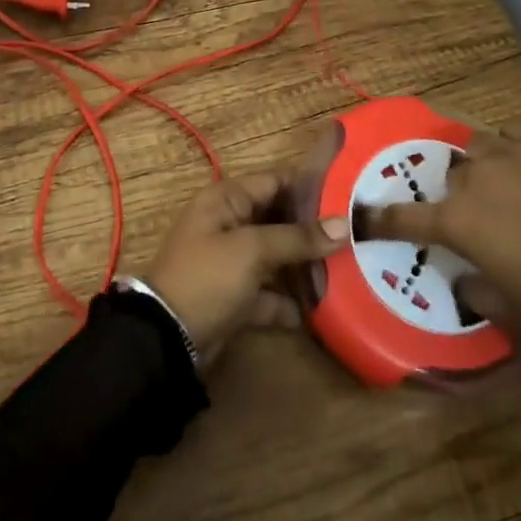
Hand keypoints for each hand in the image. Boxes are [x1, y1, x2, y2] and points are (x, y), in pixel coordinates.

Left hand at [140, 172, 349, 364]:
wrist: (166, 338)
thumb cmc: (207, 277)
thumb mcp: (252, 250)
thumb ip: (298, 237)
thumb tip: (344, 225)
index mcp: (227, 200)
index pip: (275, 181)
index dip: (310, 187)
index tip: (349, 197)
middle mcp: (229, 224)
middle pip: (278, 220)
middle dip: (313, 230)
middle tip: (355, 237)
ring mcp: (231, 262)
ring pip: (275, 257)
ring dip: (304, 266)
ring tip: (346, 271)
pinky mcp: (234, 297)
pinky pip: (267, 293)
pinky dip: (287, 301)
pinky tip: (319, 311)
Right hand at [370, 121, 520, 346]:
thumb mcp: (512, 309)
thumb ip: (475, 291)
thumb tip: (464, 280)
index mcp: (459, 221)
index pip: (404, 218)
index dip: (380, 219)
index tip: (363, 216)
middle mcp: (475, 178)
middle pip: (449, 176)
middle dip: (455, 195)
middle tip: (477, 217)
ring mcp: (513, 153)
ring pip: (478, 146)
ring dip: (481, 166)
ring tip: (501, 183)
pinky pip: (516, 132)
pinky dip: (514, 146)